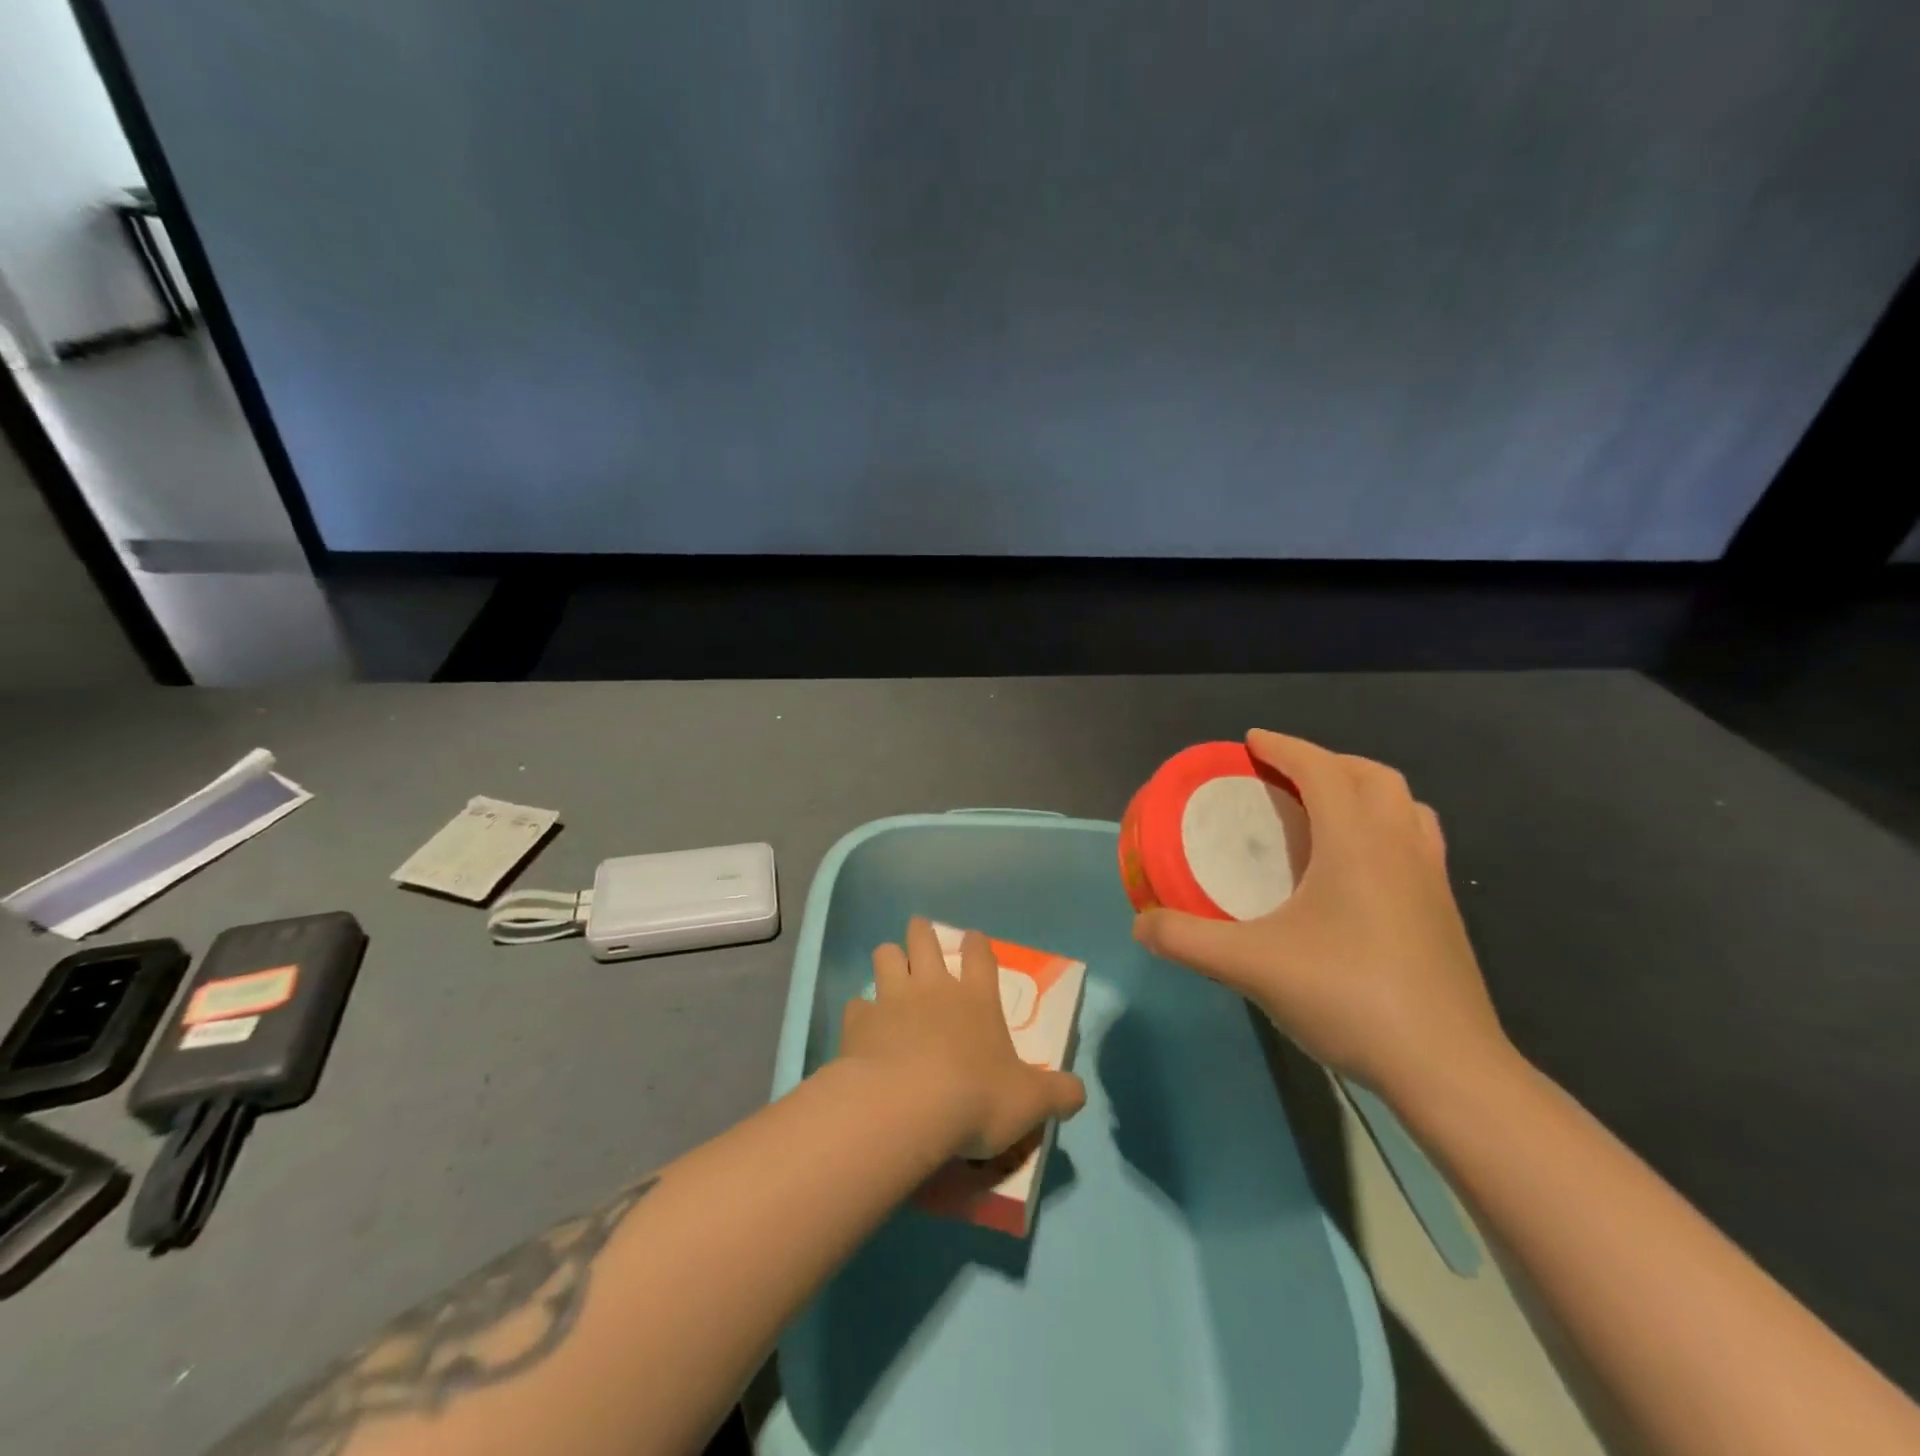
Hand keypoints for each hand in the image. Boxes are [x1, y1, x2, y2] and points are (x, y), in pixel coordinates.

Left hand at [840, 917, 1086, 1160]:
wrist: (907, 1107)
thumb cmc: (976, 1098)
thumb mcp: (1030, 1102)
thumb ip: (1058, 1094)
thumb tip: (1079, 1093)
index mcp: (976, 998)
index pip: (980, 955)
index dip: (977, 944)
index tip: (972, 938)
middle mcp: (933, 987)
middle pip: (924, 939)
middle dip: (922, 933)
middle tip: (921, 936)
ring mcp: (892, 998)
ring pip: (885, 955)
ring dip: (888, 958)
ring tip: (890, 968)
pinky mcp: (860, 1021)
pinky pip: (857, 1004)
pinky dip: (861, 1011)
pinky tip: (862, 1025)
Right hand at [1133, 729, 1512, 1104]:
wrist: (1448, 1068)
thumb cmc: (1349, 998)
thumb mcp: (1251, 966)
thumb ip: (1188, 940)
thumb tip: (1140, 925)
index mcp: (1357, 842)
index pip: (1322, 769)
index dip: (1285, 747)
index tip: (1252, 742)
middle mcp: (1400, 846)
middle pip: (1373, 775)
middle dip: (1327, 762)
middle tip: (1284, 776)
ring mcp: (1431, 878)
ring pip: (1405, 805)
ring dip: (1364, 790)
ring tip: (1326, 811)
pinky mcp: (1445, 911)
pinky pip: (1417, 840)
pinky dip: (1386, 827)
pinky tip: (1359, 868)